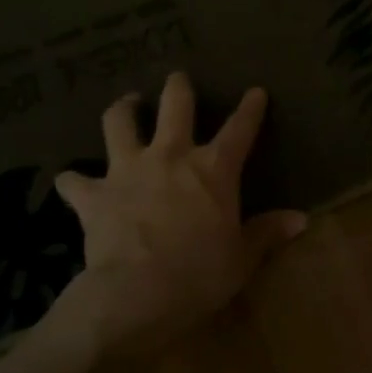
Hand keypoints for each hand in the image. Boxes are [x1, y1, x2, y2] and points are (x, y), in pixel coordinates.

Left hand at [53, 72, 306, 351]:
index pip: (239, 129)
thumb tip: (301, 219)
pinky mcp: (94, 195)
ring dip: (122, 110)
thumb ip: (267, 232)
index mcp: (213, 170)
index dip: (250, 109)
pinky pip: (74, 181)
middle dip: (178, 87)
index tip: (256, 92)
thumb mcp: (242, 257)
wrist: (138, 293)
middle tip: (177, 79)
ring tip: (126, 105)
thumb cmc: (200, 274)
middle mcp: (170, 156)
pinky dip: (73, 180)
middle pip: (175, 105)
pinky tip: (70, 182)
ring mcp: (128, 170)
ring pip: (119, 122)